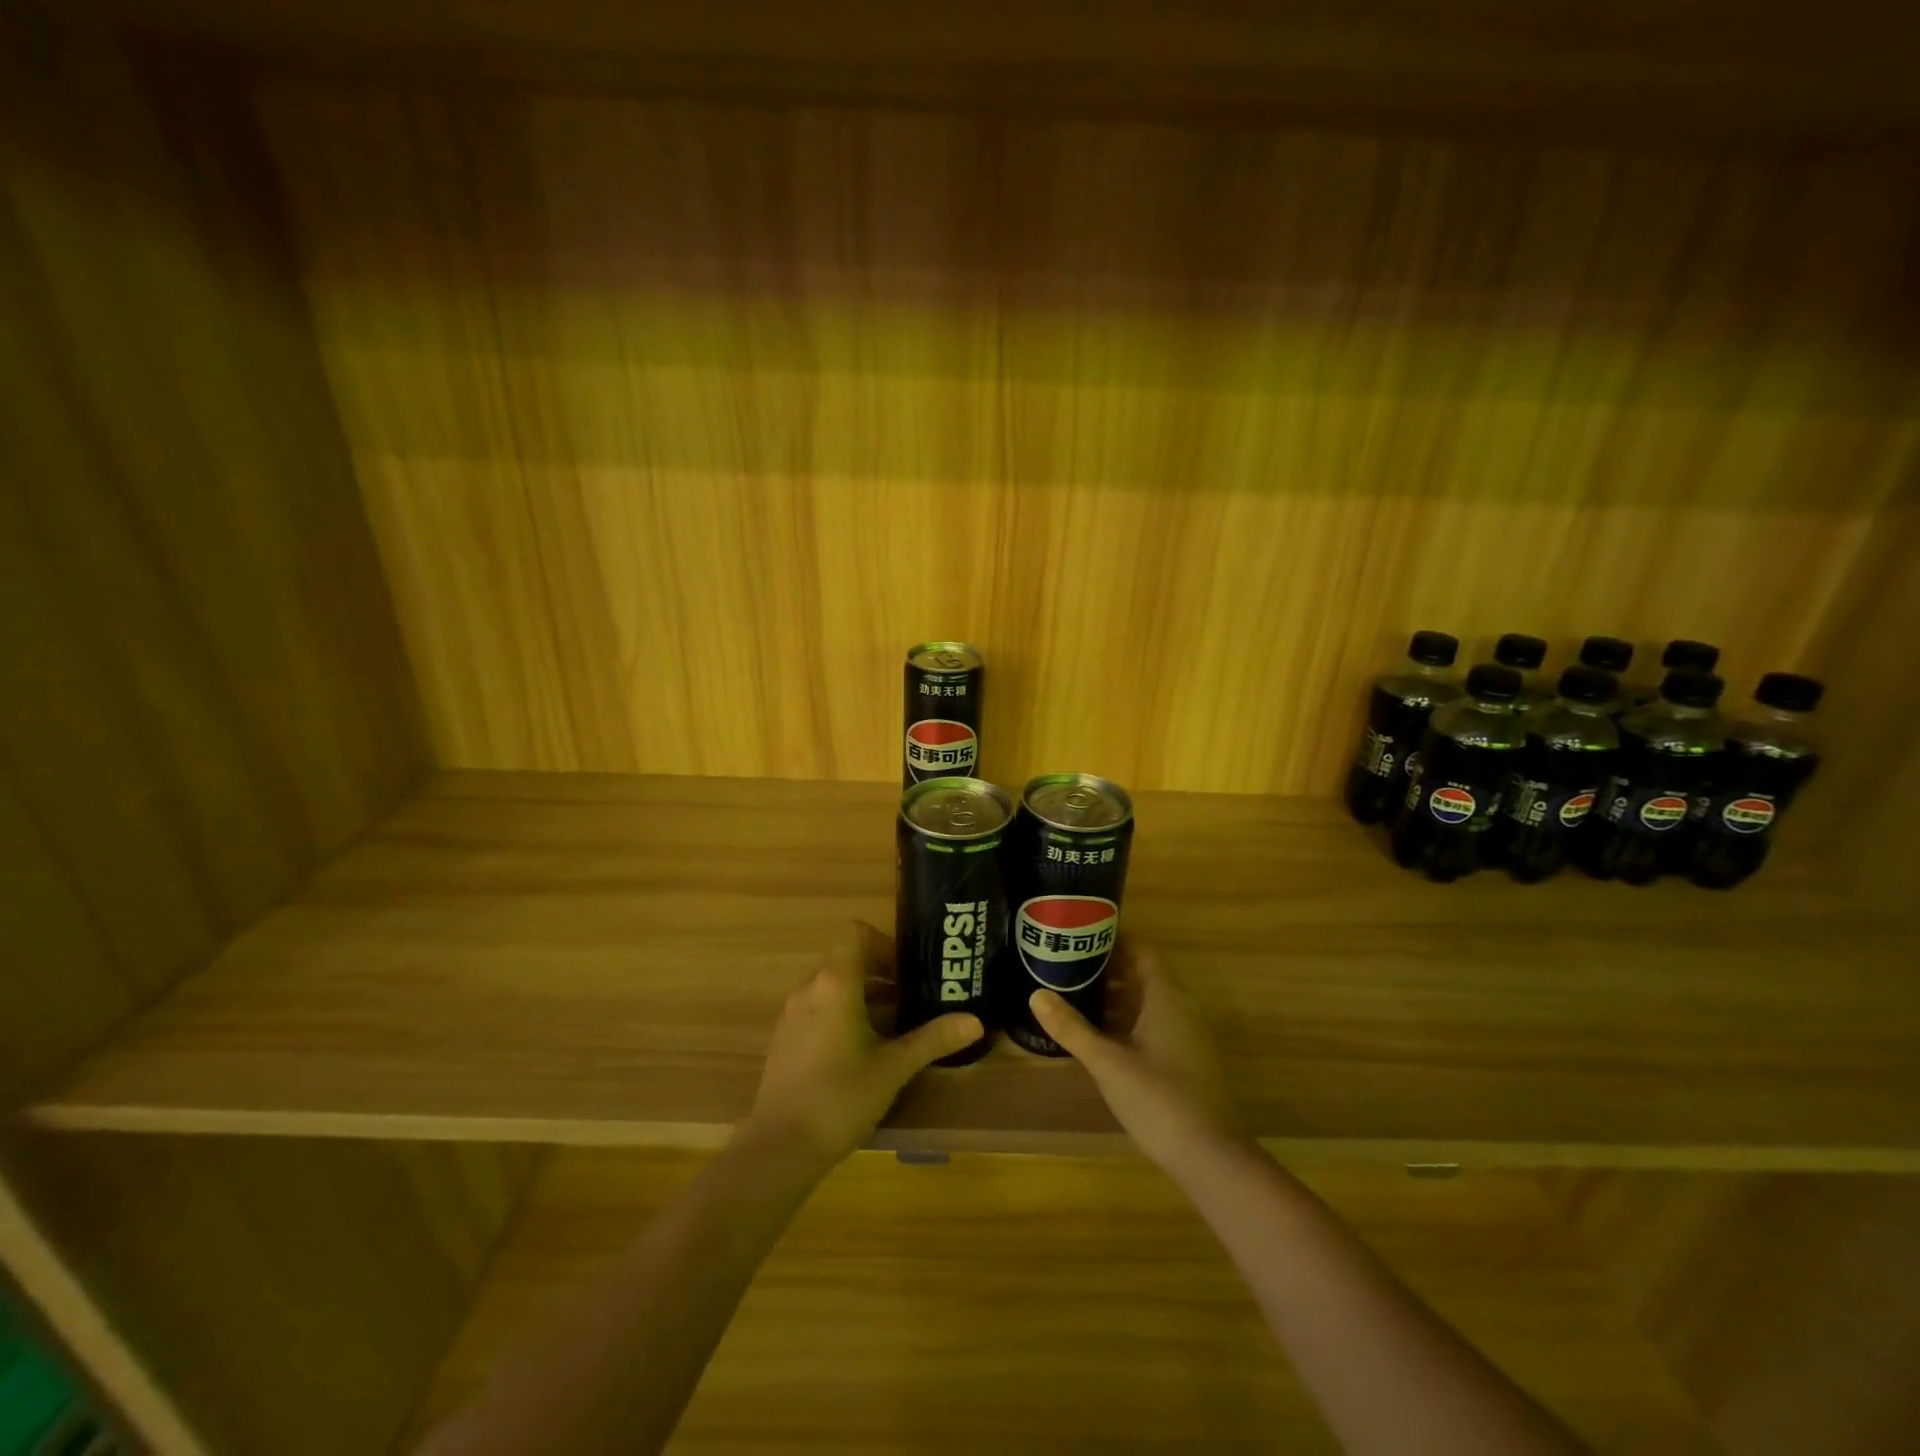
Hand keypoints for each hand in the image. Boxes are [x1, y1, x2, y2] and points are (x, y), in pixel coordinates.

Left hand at [743, 924, 982, 1170]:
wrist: (780, 1147)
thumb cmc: (841, 1097)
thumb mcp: (893, 1068)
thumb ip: (933, 1039)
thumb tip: (975, 1021)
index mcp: (835, 983)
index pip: (856, 934)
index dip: (883, 943)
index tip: (907, 970)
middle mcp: (809, 988)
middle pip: (845, 958)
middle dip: (879, 971)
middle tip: (910, 994)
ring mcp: (792, 1013)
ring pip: (831, 983)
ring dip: (861, 992)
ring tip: (893, 1022)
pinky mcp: (784, 1037)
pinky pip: (817, 1005)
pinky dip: (841, 1010)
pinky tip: (862, 1047)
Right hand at [1029, 941, 1245, 1170]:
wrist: (1211, 1157)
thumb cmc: (1159, 1099)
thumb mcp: (1107, 1062)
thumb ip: (1071, 1028)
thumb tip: (1036, 994)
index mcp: (1166, 997)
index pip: (1142, 950)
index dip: (1115, 937)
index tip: (1082, 932)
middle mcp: (1181, 1008)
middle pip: (1143, 973)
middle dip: (1108, 967)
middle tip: (1068, 963)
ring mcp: (1186, 1036)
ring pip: (1148, 1001)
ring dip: (1116, 995)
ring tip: (1075, 994)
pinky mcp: (1185, 1060)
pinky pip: (1153, 1024)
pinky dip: (1126, 1020)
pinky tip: (1099, 1035)